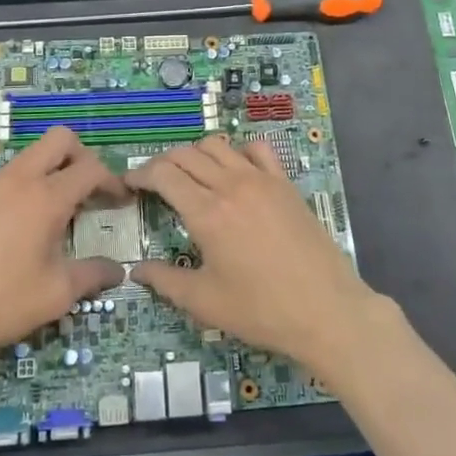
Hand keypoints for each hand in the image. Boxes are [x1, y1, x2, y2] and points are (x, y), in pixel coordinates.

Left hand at [0, 127, 124, 373]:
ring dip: (54, 169)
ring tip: (62, 209)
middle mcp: (20, 180)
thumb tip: (117, 271)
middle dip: (82, 157)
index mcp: (46, 197)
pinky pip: (12, 174)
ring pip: (33, 154)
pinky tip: (29, 223)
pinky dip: (30, 184)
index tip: (121, 201)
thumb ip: (93, 274)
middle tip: (91, 190)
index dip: (112, 181)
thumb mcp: (57, 293)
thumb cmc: (3, 302)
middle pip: (60, 139)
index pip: (90, 168)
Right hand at [127, 136, 380, 375]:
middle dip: (163, 163)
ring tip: (191, 176)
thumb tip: (136, 270)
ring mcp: (261, 179)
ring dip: (197, 154)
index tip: (130, 185)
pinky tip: (236, 172)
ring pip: (218, 145)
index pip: (163, 174)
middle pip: (186, 154)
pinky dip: (239, 151)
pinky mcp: (285, 183)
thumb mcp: (204, 302)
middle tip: (155, 184)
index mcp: (206, 212)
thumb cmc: (261, 310)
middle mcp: (231, 185)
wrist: (326, 310)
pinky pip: (257, 149)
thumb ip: (165, 281)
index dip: (140, 174)